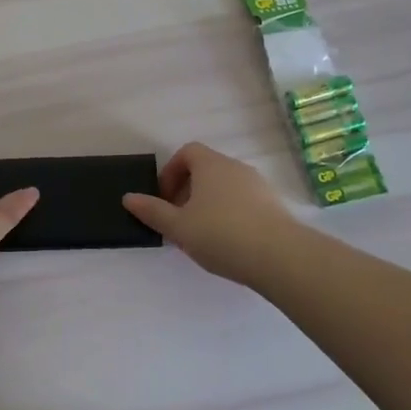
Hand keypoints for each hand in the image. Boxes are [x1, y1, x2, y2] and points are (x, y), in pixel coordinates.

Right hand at [123, 142, 298, 286]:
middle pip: (206, 169)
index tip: (164, 198)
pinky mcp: (275, 206)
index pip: (187, 152)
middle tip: (179, 219)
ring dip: (210, 203)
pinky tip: (229, 243)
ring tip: (202, 234)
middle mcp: (235, 167)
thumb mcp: (178, 227)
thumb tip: (128, 197)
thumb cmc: (222, 234)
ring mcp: (259, 186)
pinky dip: (231, 214)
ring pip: (226, 187)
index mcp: (210, 165)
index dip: (171, 171)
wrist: (282, 257)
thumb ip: (152, 211)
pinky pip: (245, 202)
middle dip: (188, 190)